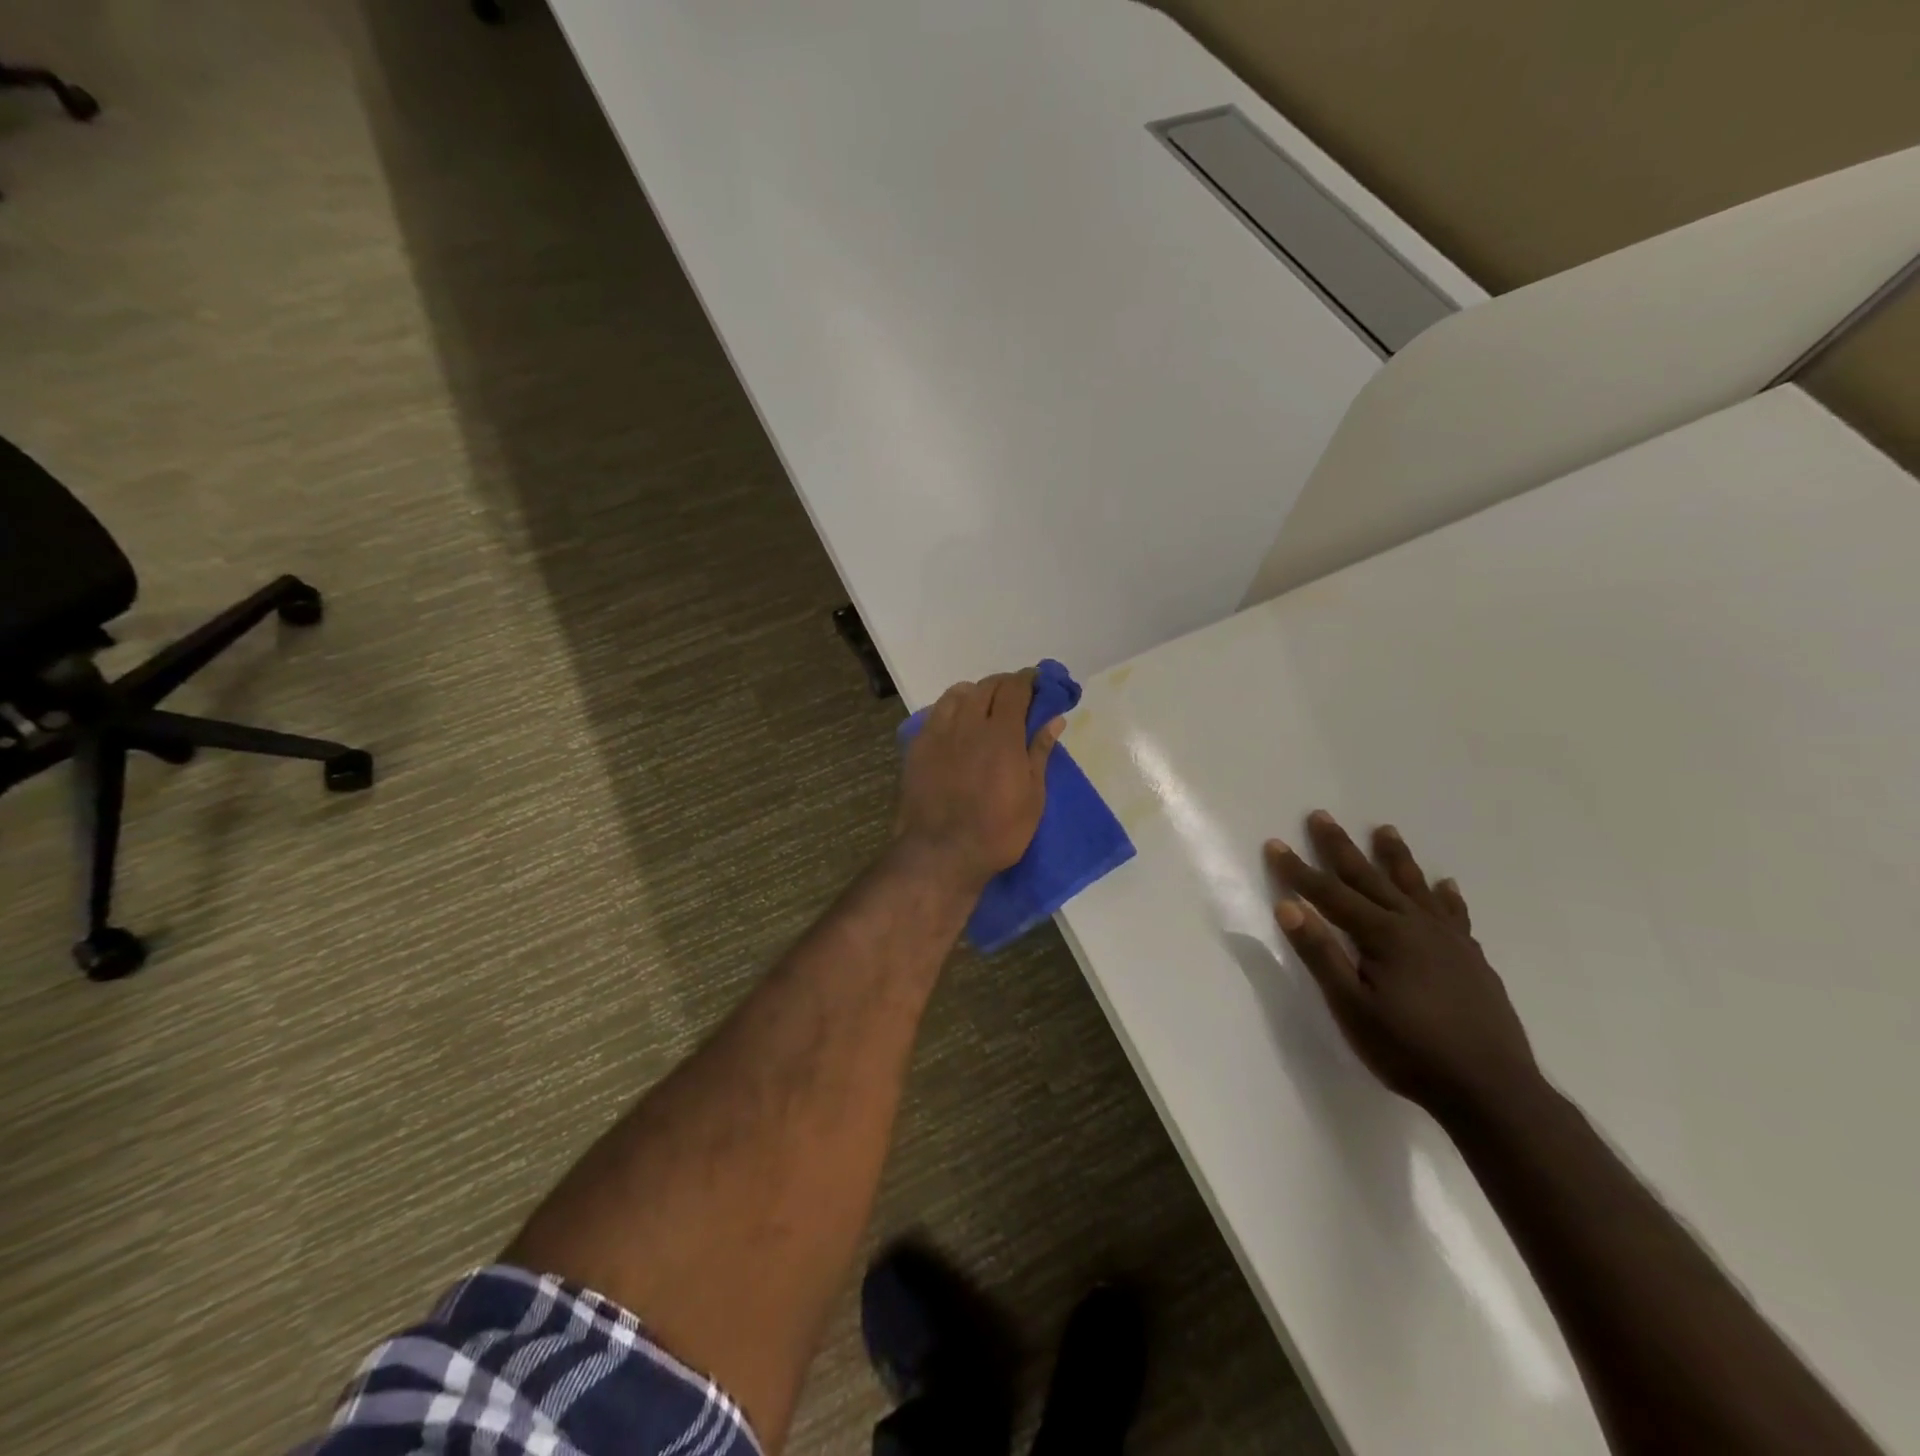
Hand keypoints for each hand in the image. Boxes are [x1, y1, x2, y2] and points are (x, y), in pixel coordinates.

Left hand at [896, 670, 1064, 893]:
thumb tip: (1054, 719)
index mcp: (1001, 733)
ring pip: (957, 694)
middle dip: (1004, 685)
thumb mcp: (1032, 796)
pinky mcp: (918, 747)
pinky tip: (956, 723)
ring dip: (975, 693)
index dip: (1028, 679)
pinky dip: (951, 708)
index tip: (1037, 681)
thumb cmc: (998, 831)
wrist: (941, 852)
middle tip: (1015, 697)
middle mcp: (968, 724)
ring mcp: (939, 733)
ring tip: (984, 706)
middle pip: (986, 687)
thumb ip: (1040, 752)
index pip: (1015, 689)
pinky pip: (936, 713)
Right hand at [1266, 811, 1539, 1121]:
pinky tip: (1447, 887)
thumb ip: (1321, 953)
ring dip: (1396, 858)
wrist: (1493, 1092)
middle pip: (1370, 878)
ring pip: (1415, 888)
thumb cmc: (1409, 1051)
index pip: (1329, 894)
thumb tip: (1288, 906)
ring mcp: (1450, 942)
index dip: (1298, 870)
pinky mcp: (1473, 960)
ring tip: (1385, 830)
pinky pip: (1455, 915)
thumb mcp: (1351, 1007)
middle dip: (1340, 848)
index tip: (1274, 844)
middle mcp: (1416, 926)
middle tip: (1322, 816)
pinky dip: (1446, 897)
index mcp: (1383, 935)